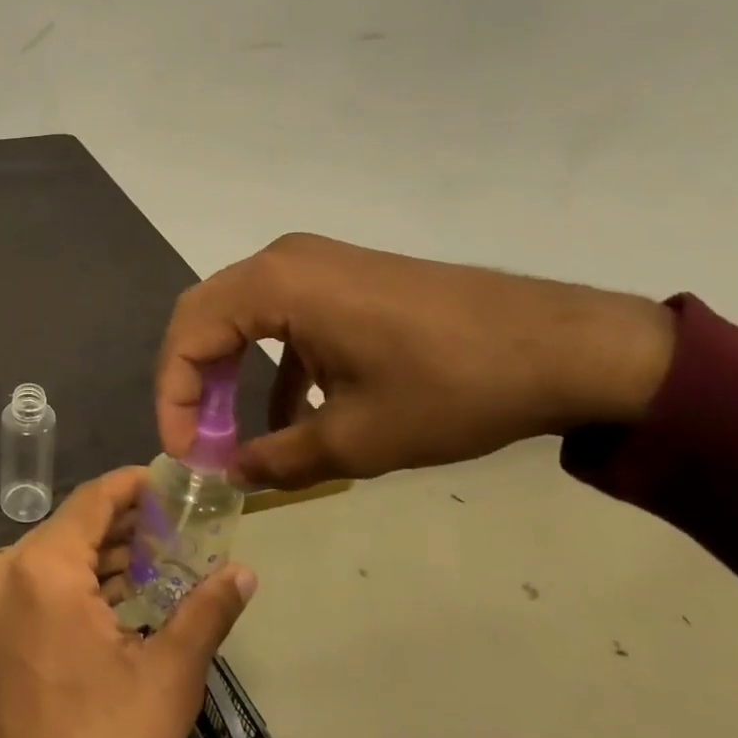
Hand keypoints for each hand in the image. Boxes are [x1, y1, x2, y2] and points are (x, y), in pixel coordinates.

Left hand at [0, 468, 256, 737]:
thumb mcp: (168, 678)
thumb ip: (206, 611)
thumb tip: (244, 571)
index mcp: (40, 568)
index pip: (92, 499)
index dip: (134, 486)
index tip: (172, 484)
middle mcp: (2, 572)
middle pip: (71, 527)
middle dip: (124, 526)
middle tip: (177, 529)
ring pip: (51, 557)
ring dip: (100, 557)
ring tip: (156, 561)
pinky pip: (33, 586)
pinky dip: (73, 585)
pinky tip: (116, 597)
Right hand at [156, 233, 676, 487]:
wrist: (564, 347)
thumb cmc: (451, 387)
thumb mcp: (359, 439)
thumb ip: (280, 459)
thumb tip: (233, 476)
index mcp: (274, 285)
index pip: (189, 334)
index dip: (174, 397)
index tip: (185, 455)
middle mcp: (282, 260)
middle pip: (205, 316)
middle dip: (192, 381)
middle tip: (197, 440)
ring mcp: (313, 264)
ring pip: (240, 315)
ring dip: (229, 372)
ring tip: (232, 433)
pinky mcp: (341, 277)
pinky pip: (281, 315)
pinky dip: (270, 362)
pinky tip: (290, 414)